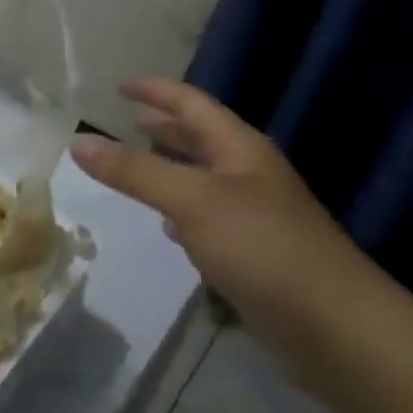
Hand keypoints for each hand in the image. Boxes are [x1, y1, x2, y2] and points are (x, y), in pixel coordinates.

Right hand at [70, 79, 381, 324]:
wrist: (334, 326)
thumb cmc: (262, 246)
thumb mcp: (191, 200)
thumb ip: (134, 171)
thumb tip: (78, 141)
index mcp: (240, 149)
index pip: (192, 104)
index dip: (157, 91)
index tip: (120, 86)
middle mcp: (249, 174)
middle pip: (201, 139)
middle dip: (163, 127)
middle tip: (126, 122)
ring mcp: (254, 215)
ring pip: (202, 180)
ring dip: (170, 169)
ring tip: (136, 167)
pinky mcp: (253, 253)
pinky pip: (208, 219)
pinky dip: (181, 212)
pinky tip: (166, 227)